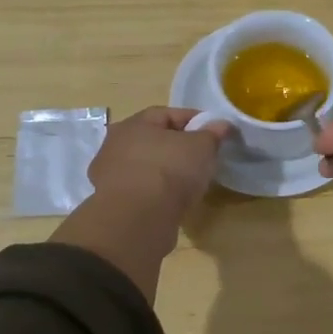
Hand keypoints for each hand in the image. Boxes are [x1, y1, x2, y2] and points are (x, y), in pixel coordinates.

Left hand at [89, 107, 230, 220]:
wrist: (138, 219)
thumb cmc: (170, 170)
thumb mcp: (202, 147)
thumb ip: (212, 133)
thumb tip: (221, 124)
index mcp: (134, 124)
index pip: (168, 114)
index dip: (194, 120)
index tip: (215, 131)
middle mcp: (116, 145)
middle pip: (154, 140)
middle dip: (178, 146)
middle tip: (202, 157)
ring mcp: (111, 176)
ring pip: (146, 166)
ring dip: (165, 171)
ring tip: (189, 182)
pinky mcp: (113, 203)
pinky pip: (142, 190)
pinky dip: (157, 193)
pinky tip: (173, 201)